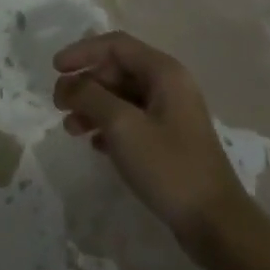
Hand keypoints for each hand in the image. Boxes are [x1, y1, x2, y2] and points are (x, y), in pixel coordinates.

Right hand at [52, 31, 253, 256]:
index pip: (116, 45)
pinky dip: (108, 126)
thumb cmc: (168, 166)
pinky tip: (94, 145)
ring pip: (122, 96)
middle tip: (59, 104)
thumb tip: (68, 84)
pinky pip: (131, 120)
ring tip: (71, 129)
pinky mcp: (169, 140)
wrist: (215, 224)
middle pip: (118, 69)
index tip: (55, 69)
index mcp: (164, 72)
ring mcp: (171, 114)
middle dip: (86, 83)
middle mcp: (169, 85)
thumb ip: (90, 96)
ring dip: (93, 106)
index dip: (83, 52)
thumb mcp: (122, 126)